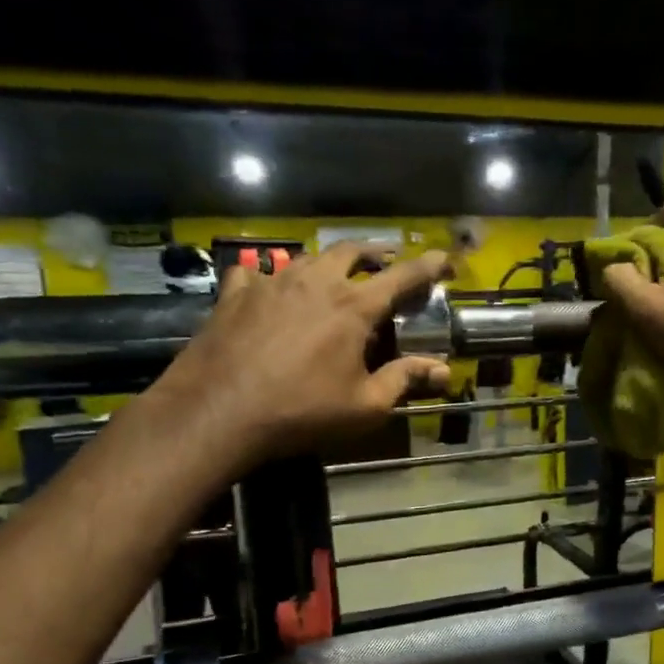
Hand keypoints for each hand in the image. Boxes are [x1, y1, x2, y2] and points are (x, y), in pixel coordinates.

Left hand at [153, 244, 452, 462]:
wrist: (219, 410)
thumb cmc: (302, 411)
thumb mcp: (364, 406)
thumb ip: (404, 381)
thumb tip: (443, 370)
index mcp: (354, 307)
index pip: (402, 277)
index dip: (428, 266)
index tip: (443, 259)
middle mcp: (316, 281)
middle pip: (352, 252)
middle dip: (375, 254)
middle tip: (385, 263)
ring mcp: (272, 282)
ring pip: (308, 257)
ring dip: (328, 263)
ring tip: (333, 276)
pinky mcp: (236, 293)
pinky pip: (258, 272)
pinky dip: (272, 276)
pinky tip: (268, 288)